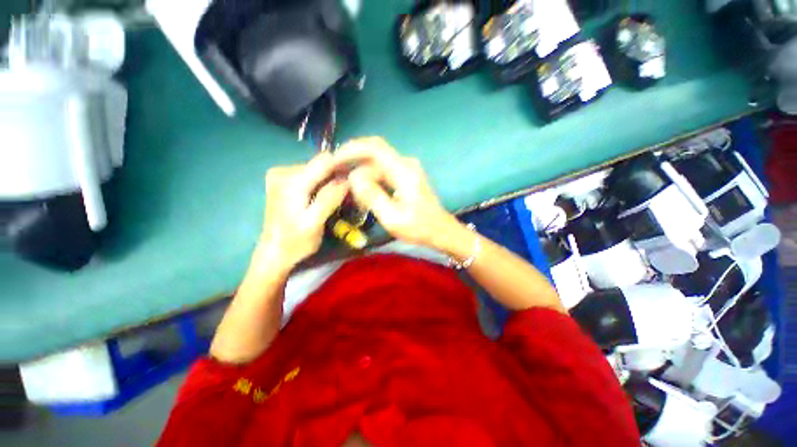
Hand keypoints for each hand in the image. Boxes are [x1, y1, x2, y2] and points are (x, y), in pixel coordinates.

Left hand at [258, 152, 348, 269]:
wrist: (273, 253)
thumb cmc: (295, 242)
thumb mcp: (315, 223)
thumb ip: (329, 199)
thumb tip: (348, 179)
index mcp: (291, 181)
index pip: (324, 160)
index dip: (343, 166)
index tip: (357, 178)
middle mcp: (283, 171)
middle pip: (321, 164)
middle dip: (337, 176)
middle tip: (348, 193)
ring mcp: (281, 175)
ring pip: (317, 169)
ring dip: (330, 181)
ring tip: (338, 198)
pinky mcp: (283, 180)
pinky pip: (310, 175)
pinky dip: (321, 184)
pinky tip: (324, 197)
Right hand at [334, 137, 461, 248]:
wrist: (440, 230)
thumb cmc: (419, 227)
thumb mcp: (392, 217)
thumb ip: (372, 196)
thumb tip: (353, 177)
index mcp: (404, 171)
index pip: (374, 148)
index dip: (352, 149)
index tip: (334, 160)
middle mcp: (406, 164)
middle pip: (374, 153)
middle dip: (353, 159)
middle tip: (335, 173)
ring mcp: (407, 169)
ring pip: (377, 163)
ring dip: (361, 172)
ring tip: (347, 188)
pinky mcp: (406, 176)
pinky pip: (383, 171)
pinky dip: (370, 178)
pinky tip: (362, 191)